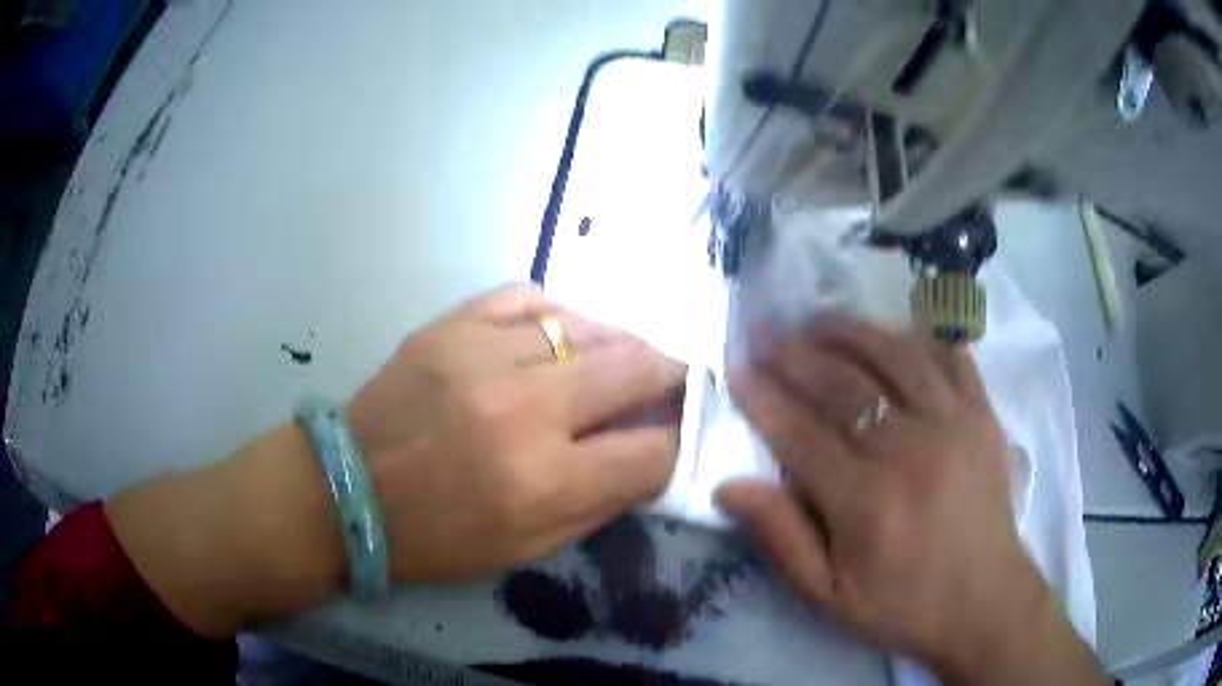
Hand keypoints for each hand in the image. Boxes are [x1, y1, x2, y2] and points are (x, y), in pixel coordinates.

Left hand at [107, 284, 683, 636]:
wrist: (343, 493)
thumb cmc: (434, 538)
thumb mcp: (525, 551)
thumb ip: (597, 505)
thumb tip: (647, 460)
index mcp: (543, 480)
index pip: (650, 451)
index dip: (673, 446)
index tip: (670, 440)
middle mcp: (523, 408)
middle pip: (634, 368)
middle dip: (668, 375)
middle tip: (672, 378)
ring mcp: (482, 354)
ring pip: (587, 325)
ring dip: (619, 341)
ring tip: (623, 354)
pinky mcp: (449, 325)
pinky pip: (528, 297)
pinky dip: (559, 313)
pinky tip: (563, 332)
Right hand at [715, 315, 1106, 684]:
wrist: (985, 600)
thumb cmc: (903, 605)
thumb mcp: (829, 595)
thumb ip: (782, 539)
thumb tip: (729, 485)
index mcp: (866, 500)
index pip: (800, 432)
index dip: (763, 397)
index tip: (736, 369)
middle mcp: (909, 449)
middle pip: (843, 383)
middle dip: (795, 352)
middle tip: (765, 331)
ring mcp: (953, 423)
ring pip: (894, 355)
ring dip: (851, 331)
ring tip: (818, 320)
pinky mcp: (982, 414)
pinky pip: (948, 357)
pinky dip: (917, 337)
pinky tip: (893, 334)